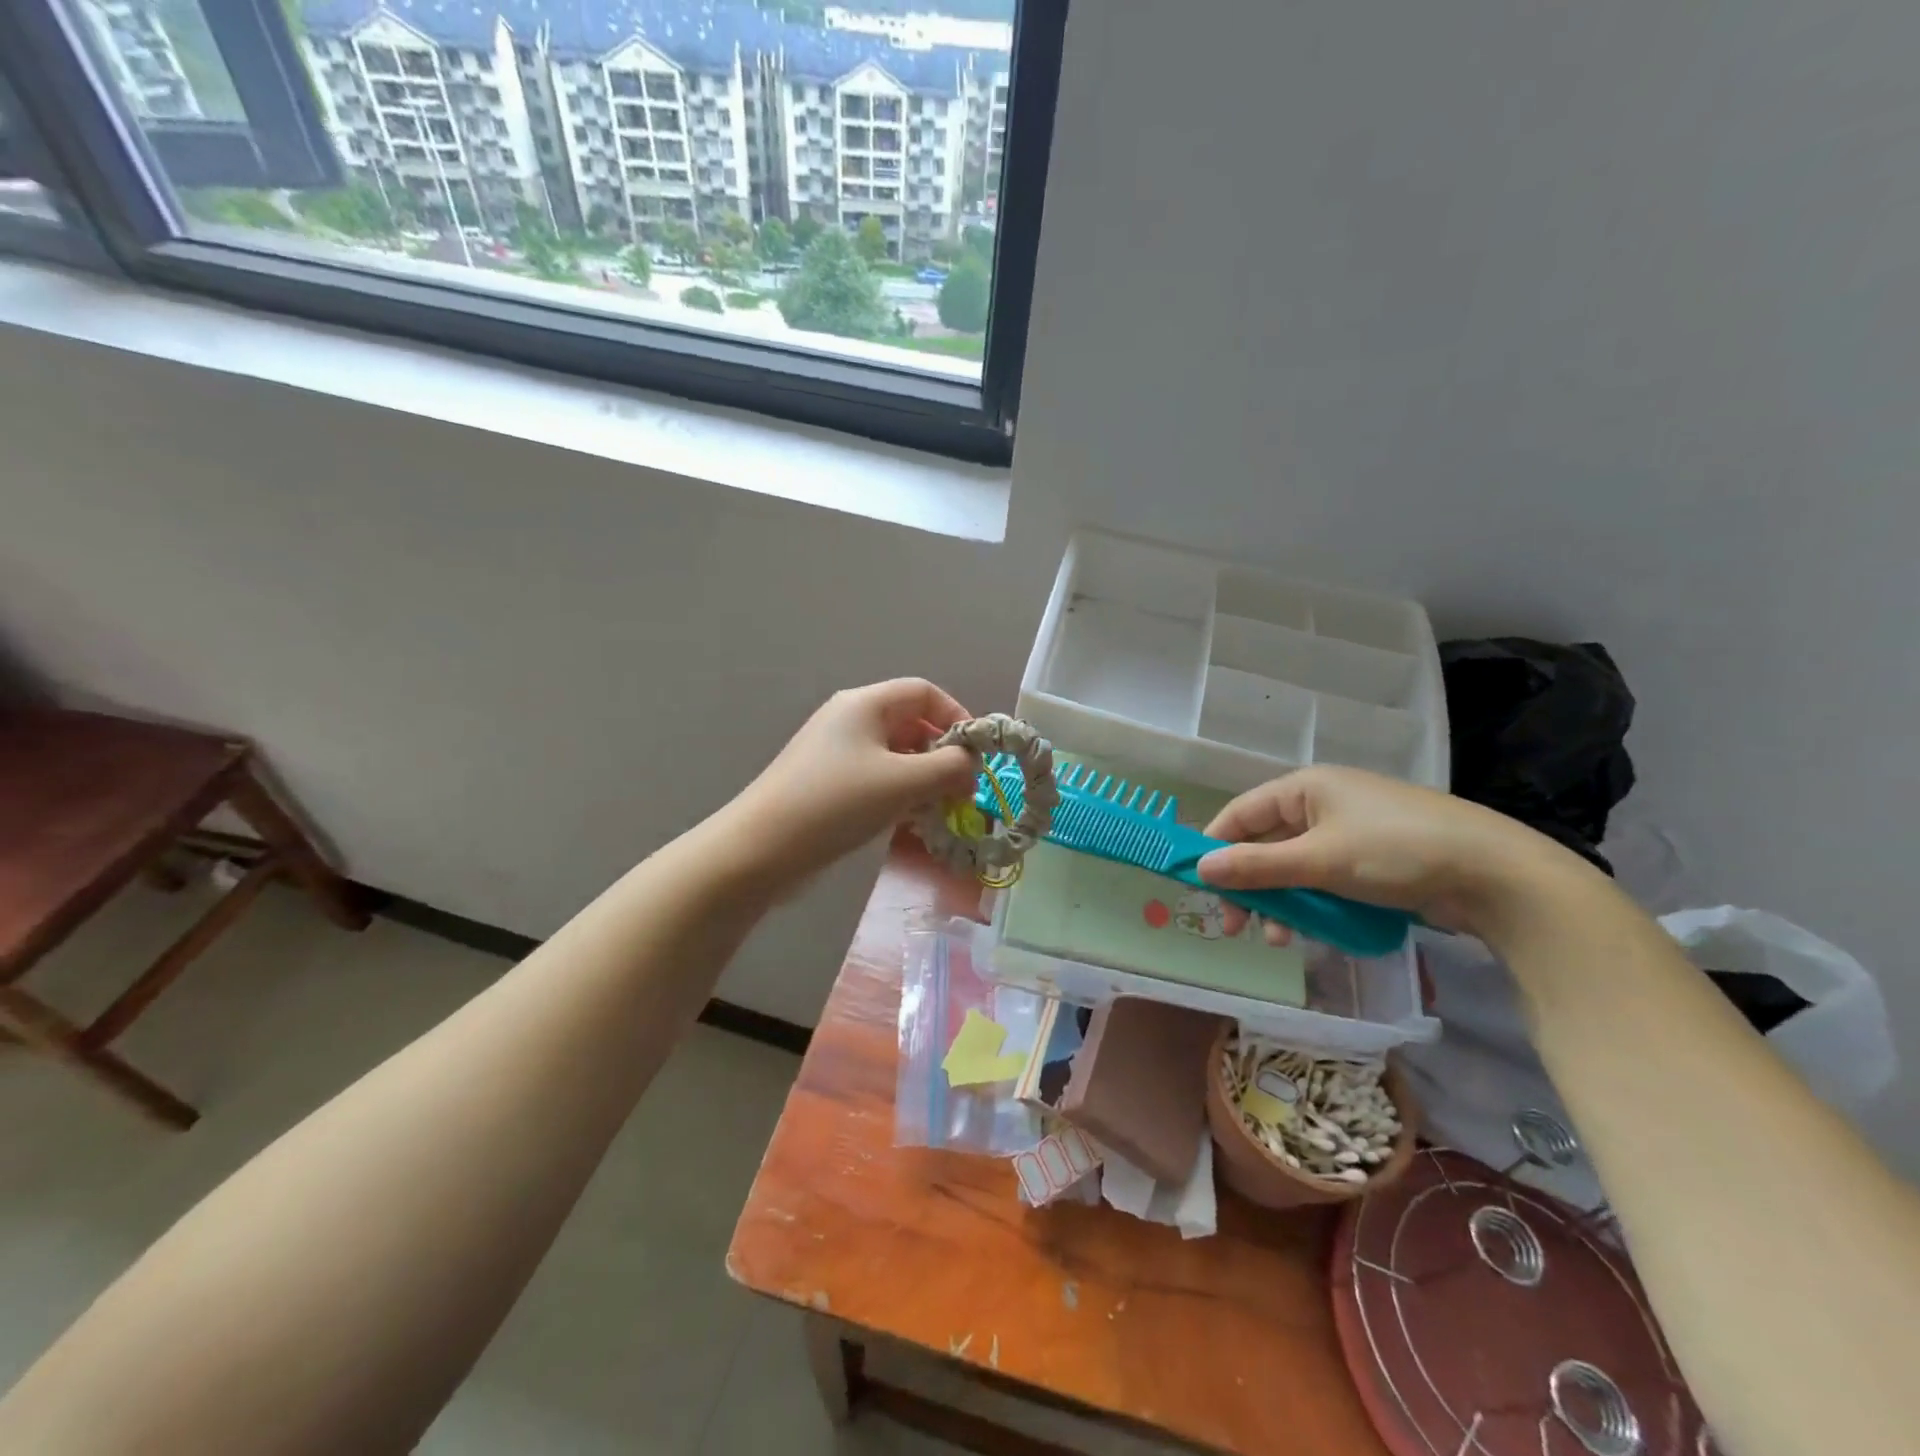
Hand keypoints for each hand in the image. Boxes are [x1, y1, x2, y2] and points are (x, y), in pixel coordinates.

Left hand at [719, 679, 979, 894]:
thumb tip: (972, 765)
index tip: (977, 755)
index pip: (924, 692)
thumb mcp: (903, 782)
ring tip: (943, 810)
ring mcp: (836, 754)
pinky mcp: (828, 785)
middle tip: (964, 790)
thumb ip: (949, 768)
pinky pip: (876, 780)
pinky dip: (900, 795)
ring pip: (895, 756)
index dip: (957, 717)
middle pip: (910, 724)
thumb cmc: (836, 803)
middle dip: (943, 755)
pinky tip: (912, 823)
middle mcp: (850, 721)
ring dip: (924, 779)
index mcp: (865, 704)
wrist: (760, 849)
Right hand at [1196, 765, 1584, 940]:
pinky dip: (1311, 904)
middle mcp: (1322, 804)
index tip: (1199, 886)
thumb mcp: (1319, 860)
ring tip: (1279, 938)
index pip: (1240, 813)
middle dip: (1249, 885)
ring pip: (1293, 867)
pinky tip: (1311, 932)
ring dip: (1279, 902)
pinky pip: (1323, 880)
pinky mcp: (1372, 862)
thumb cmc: (1396, 852)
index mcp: (1305, 788)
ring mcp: (1349, 833)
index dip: (1215, 847)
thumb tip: (1200, 869)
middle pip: (1265, 844)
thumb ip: (1256, 866)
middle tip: (1236, 926)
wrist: (1496, 876)